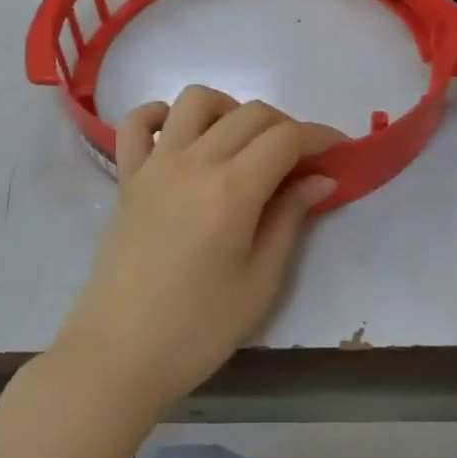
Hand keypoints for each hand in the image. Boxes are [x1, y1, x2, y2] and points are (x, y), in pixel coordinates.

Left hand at [51, 86, 342, 411]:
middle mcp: (193, 161)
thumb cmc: (197, 330)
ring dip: (229, 110)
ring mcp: (154, 164)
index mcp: (231, 189)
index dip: (320, 136)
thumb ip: (289, 220)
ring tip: (242, 144)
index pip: (286, 138)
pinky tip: (178, 138)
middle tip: (300, 161)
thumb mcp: (259, 283)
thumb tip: (319, 178)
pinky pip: (136, 123)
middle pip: (250, 113)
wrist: (117, 356)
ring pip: (196, 100)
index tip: (339, 149)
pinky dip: (160, 116)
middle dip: (286, 126)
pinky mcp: (127, 177)